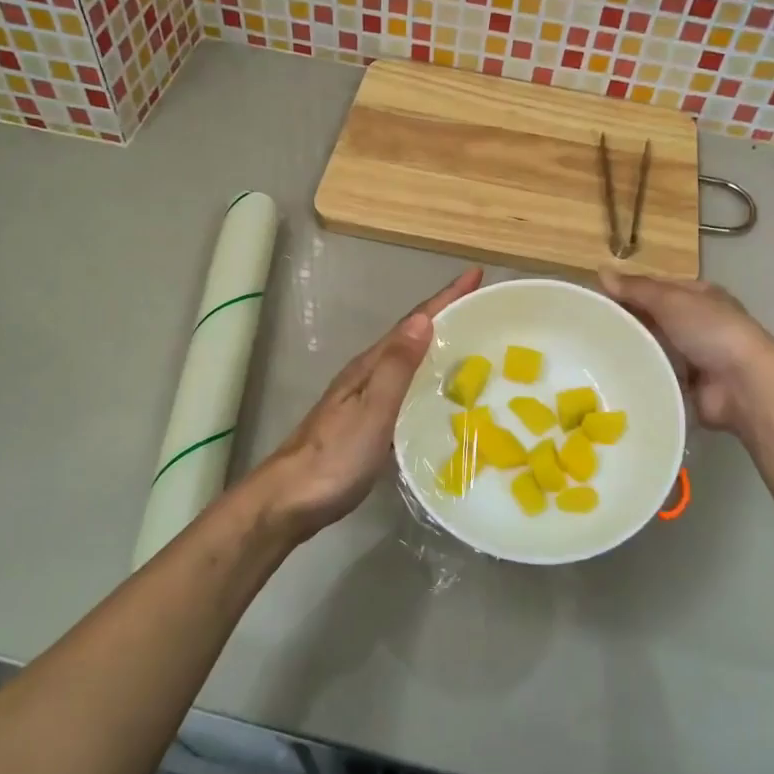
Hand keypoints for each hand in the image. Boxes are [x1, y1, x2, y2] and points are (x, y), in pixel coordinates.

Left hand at [254, 267, 482, 540]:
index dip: (445, 298)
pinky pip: (405, 389)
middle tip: (483, 306)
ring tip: (472, 344)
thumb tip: (423, 320)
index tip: (475, 274)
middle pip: (411, 336)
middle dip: (446, 316)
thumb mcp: (372, 411)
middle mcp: (367, 374)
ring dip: (437, 346)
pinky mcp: (366, 423)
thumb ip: (396, 368)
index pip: (413, 322)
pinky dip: (427, 380)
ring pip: (408, 362)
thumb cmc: (334, 457)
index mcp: (370, 366)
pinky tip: (441, 395)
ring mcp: (364, 399)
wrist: (289, 499)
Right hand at [599, 270, 773, 436]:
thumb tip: (600, 271)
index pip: (655, 289)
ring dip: (629, 351)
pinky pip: (654, 375)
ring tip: (590, 354)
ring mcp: (691, 356)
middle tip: (586, 329)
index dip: (627, 291)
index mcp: (698, 296)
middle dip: (625, 323)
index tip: (594, 299)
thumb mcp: (671, 300)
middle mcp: (695, 324)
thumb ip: (636, 288)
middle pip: (651, 319)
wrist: (742, 385)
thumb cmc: (711, 331)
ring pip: (650, 348)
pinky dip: (638, 375)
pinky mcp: (684, 384)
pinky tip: (610, 376)